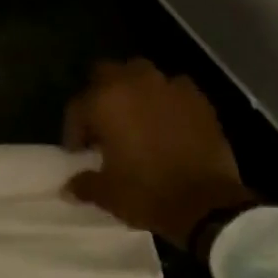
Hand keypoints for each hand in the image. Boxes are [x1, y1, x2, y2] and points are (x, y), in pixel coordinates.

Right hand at [63, 60, 256, 249]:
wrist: (207, 204)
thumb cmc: (147, 194)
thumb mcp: (107, 194)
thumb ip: (84, 183)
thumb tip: (70, 186)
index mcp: (106, 102)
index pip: (78, 106)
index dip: (74, 130)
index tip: (80, 152)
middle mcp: (135, 83)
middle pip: (107, 73)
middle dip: (101, 94)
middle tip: (104, 125)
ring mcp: (170, 87)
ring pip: (142, 74)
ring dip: (134, 91)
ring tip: (136, 120)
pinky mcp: (198, 99)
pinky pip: (175, 89)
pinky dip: (167, 100)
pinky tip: (168, 123)